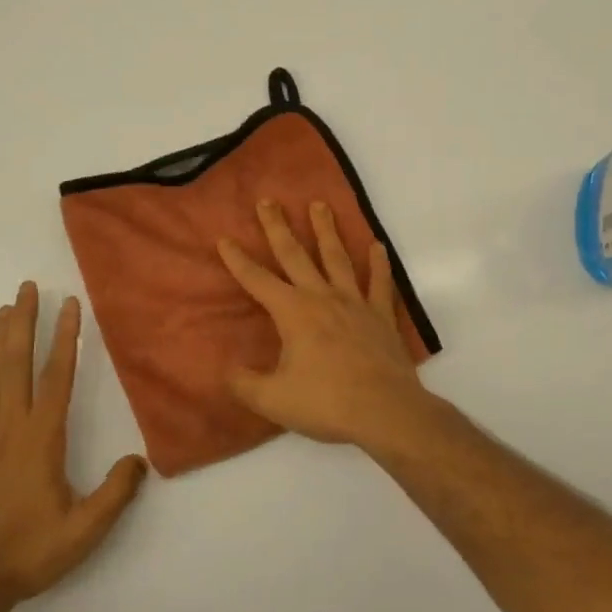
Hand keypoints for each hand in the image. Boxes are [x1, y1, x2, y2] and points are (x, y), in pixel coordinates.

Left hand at [0, 283, 147, 608]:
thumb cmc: (29, 554)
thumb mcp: (83, 531)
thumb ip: (114, 494)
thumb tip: (140, 460)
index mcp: (41, 439)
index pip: (56, 378)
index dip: (65, 339)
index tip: (69, 305)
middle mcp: (11, 430)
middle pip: (18, 366)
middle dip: (24, 324)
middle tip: (26, 288)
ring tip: (3, 310)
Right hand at [217, 200, 431, 449]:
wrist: (386, 410)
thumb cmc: (326, 402)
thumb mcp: (273, 400)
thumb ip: (244, 384)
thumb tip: (227, 371)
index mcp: (293, 312)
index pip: (257, 280)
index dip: (238, 260)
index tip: (225, 239)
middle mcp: (322, 297)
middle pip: (295, 255)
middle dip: (278, 228)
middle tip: (268, 201)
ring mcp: (355, 303)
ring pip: (337, 258)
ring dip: (326, 230)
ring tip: (319, 205)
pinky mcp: (380, 316)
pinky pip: (379, 283)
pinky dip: (378, 264)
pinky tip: (377, 246)